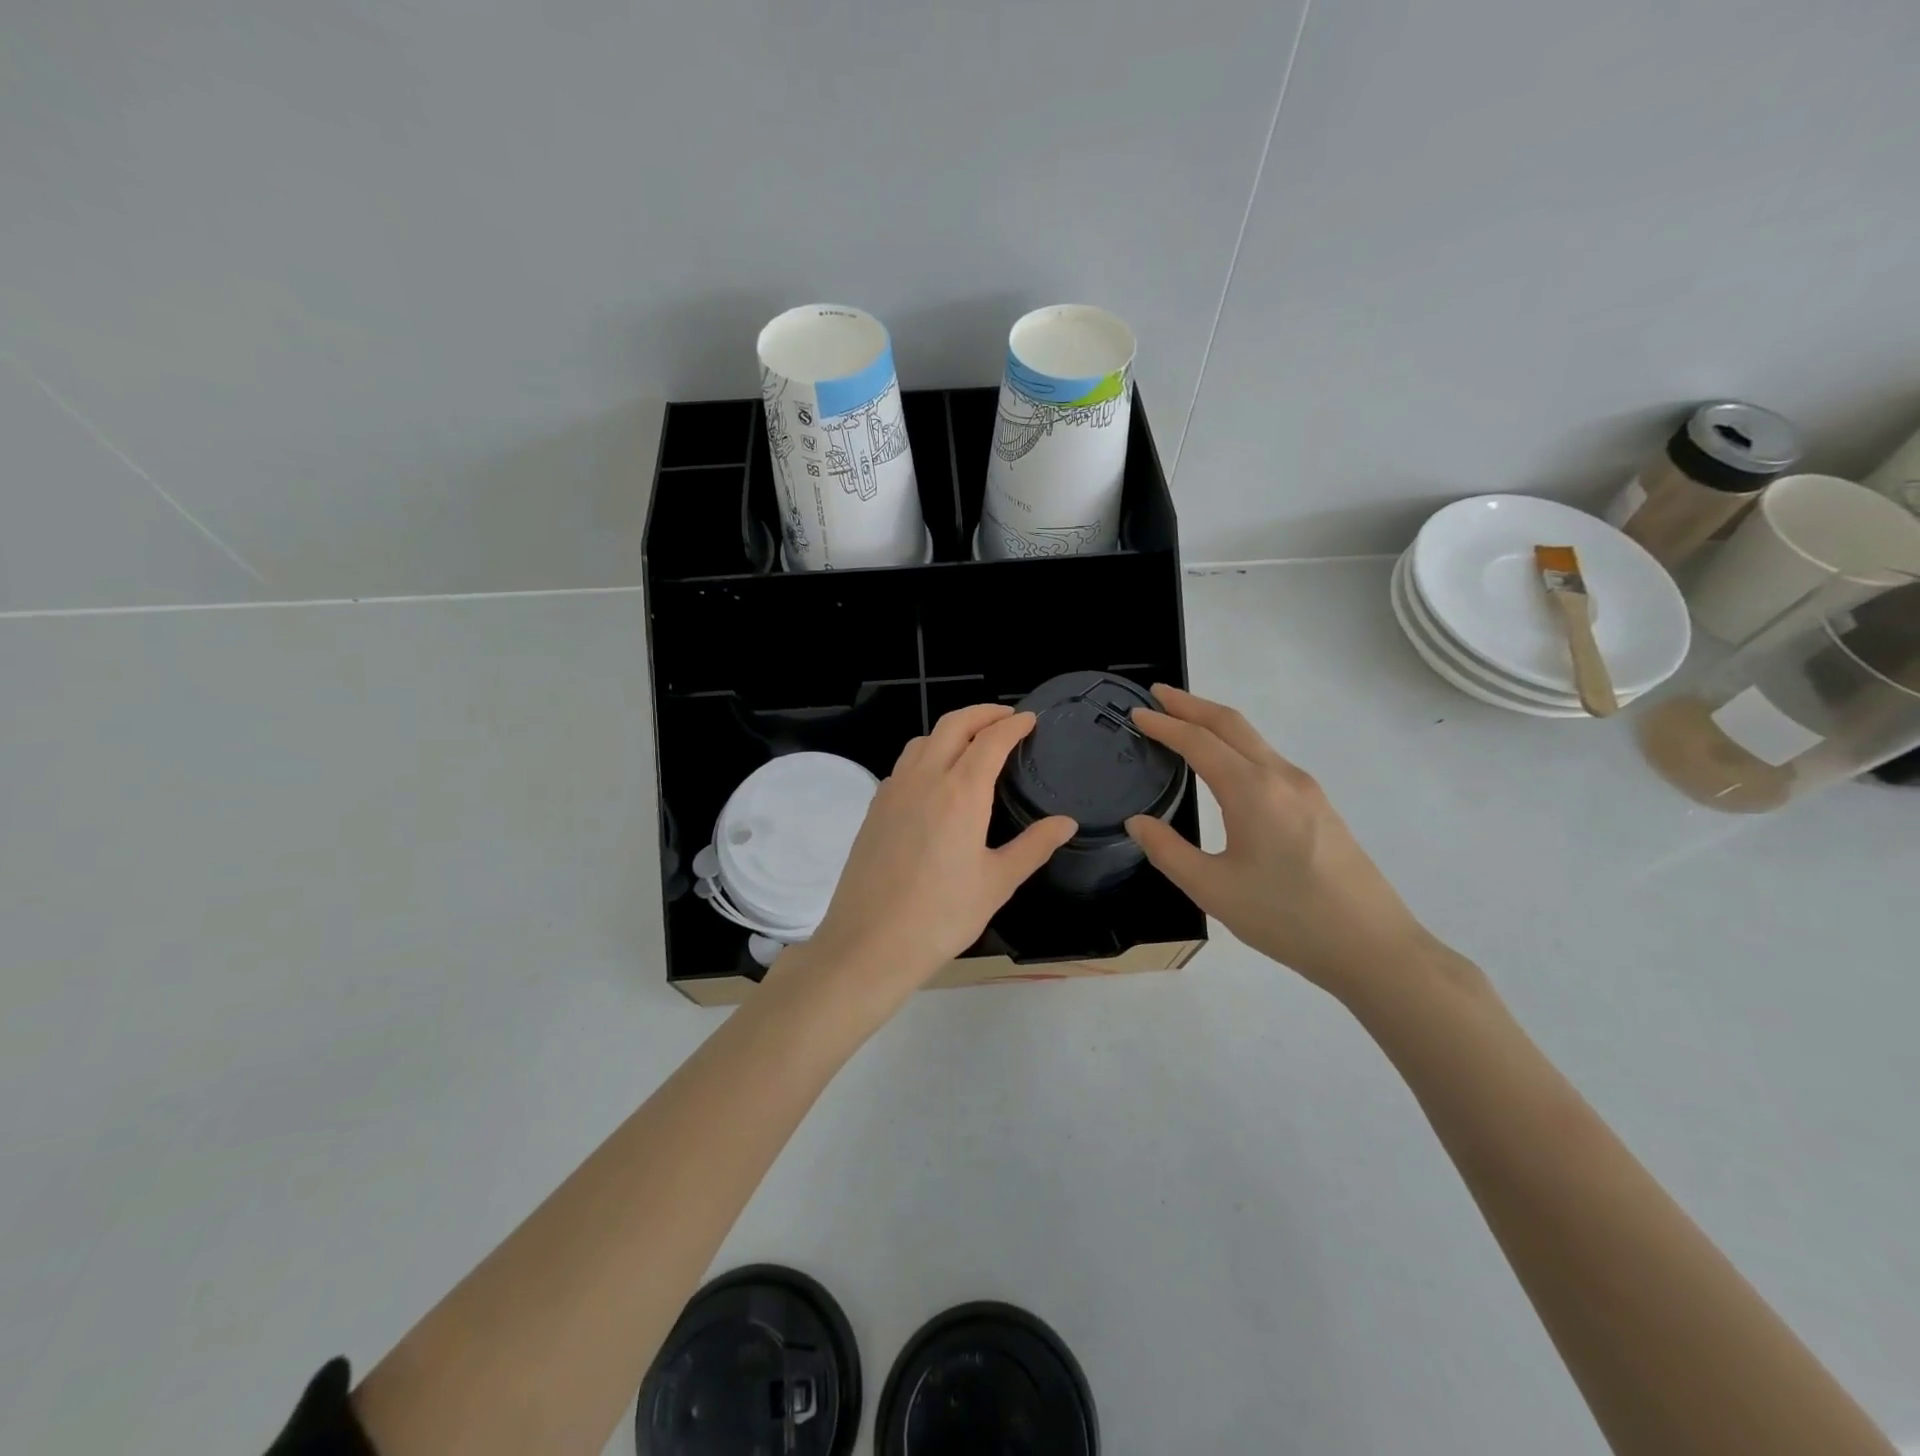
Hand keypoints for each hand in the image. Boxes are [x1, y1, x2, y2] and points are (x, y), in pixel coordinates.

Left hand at [779, 705, 1076, 1005]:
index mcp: (960, 793)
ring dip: (952, 730)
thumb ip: (1033, 846)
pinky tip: (937, 779)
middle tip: (1007, 717)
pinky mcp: (875, 808)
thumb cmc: (941, 916)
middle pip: (953, 725)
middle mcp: (924, 779)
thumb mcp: (997, 883)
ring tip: (973, 742)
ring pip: (924, 740)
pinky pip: (905, 764)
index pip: (990, 741)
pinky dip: (928, 753)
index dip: (1013, 725)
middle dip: (983, 713)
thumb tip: (1065, 822)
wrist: (870, 943)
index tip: (1030, 720)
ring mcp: (893, 791)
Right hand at [1124, 685, 1433, 998]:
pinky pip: (1268, 759)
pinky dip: (1236, 745)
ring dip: (1215, 723)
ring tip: (1184, 724)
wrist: (1372, 947)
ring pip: (1253, 740)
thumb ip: (1168, 851)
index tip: (1136, 713)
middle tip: (1158, 695)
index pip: (1199, 741)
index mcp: (1252, 790)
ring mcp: (1306, 789)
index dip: (1164, 724)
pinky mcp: (1319, 806)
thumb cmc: (1287, 918)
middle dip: (1191, 704)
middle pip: (1231, 723)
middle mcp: (1281, 777)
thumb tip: (1137, 822)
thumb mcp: (1213, 890)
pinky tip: (1225, 765)